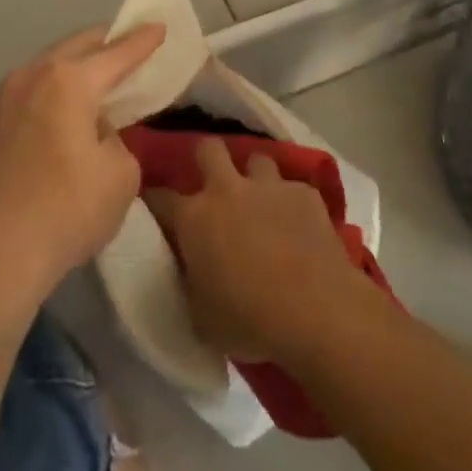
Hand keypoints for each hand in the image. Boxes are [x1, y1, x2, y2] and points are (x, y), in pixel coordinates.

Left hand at [0, 24, 165, 298]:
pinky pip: (29, 91)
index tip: (159, 26)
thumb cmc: (66, 211)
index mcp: (69, 81)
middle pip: (77, 47)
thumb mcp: (120, 174)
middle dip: (106, 43)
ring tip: (96, 79)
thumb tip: (94, 132)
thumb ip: (116, 138)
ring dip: (74, 67)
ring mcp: (2, 98)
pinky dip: (51, 90)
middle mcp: (32, 76)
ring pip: (47, 67)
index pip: (117, 53)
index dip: (143, 41)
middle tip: (129, 47)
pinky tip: (60, 112)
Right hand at [144, 139, 373, 367]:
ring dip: (254, 177)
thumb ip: (189, 281)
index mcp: (194, 218)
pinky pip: (293, 188)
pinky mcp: (305, 194)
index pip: (160, 197)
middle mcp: (227, 190)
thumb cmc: (249, 321)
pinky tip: (299, 225)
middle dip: (206, 158)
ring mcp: (269, 187)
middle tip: (211, 181)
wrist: (316, 311)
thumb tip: (191, 270)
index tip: (155, 206)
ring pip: (257, 159)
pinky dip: (291, 202)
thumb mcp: (200, 315)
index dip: (155, 200)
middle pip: (209, 149)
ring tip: (260, 200)